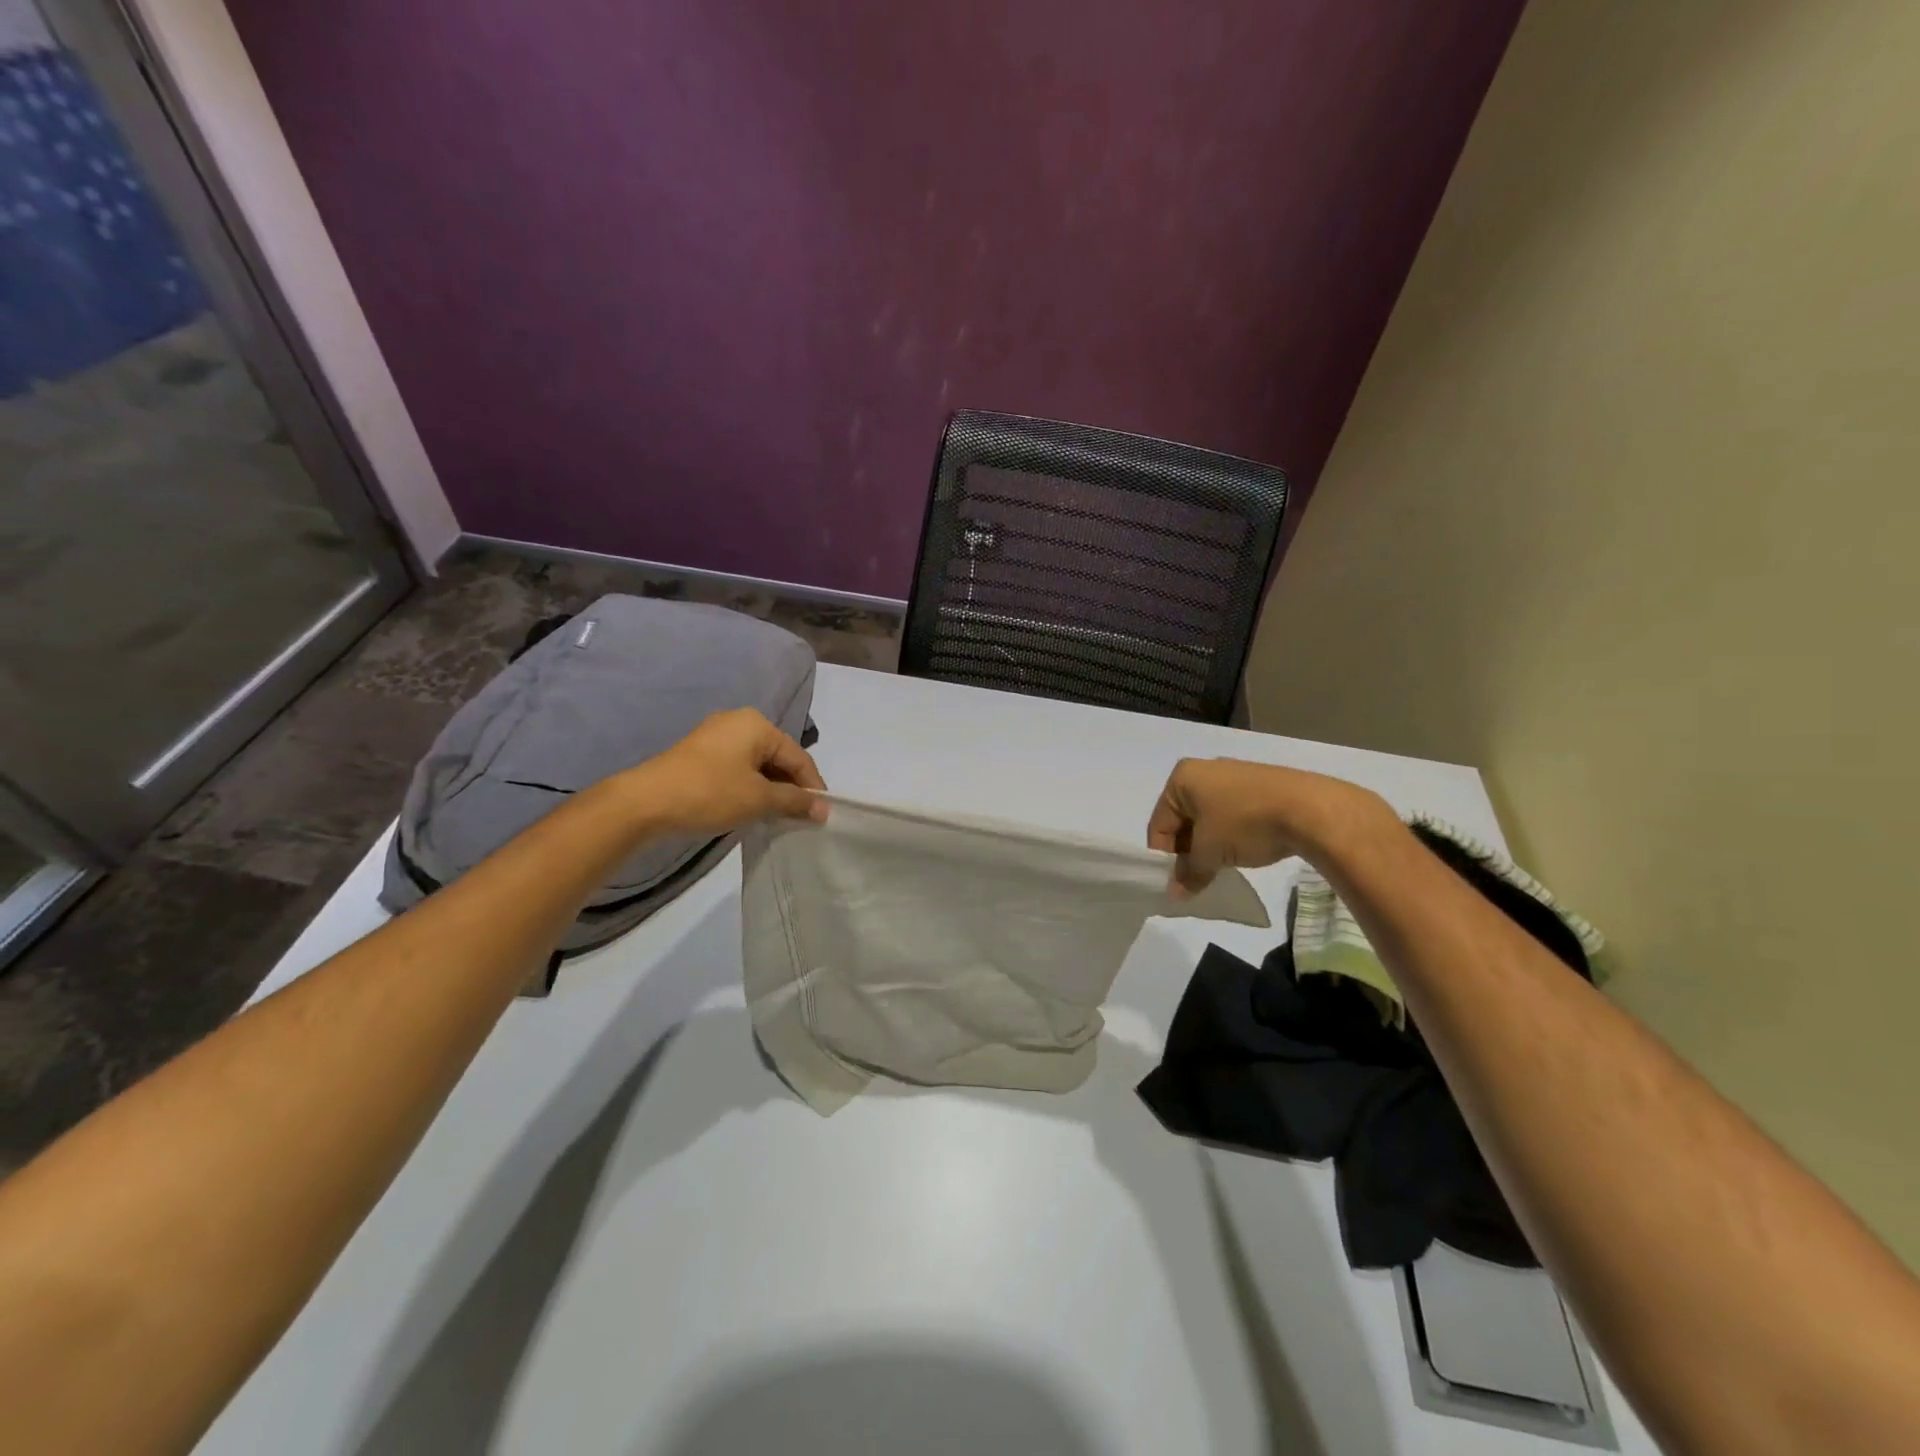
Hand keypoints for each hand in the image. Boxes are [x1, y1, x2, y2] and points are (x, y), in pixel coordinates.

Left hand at [629, 709, 827, 835]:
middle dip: (791, 788)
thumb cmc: (709, 793)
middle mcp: (738, 723)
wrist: (644, 804)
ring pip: (758, 765)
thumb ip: (795, 801)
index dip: (813, 787)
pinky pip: (738, 769)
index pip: (798, 756)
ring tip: (779, 818)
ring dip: (771, 791)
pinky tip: (752, 810)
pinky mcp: (700, 755)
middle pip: (778, 758)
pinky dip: (750, 788)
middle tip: (801, 819)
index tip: (822, 815)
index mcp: (757, 725)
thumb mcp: (758, 799)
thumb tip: (824, 809)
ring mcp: (716, 738)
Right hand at [1147, 757, 1388, 892]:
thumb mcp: (1209, 852)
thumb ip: (1188, 873)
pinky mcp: (1259, 786)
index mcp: (1182, 778)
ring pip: (1208, 819)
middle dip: (1188, 851)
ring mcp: (1234, 776)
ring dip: (1210, 845)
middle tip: (1199, 879)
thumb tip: (1175, 894)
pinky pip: (1232, 814)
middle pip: (1183, 820)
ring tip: (1223, 868)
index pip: (1159, 824)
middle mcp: (1204, 770)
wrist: (1311, 809)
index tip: (1177, 883)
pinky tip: (1244, 851)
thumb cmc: (1244, 823)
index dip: (1164, 858)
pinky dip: (1231, 835)